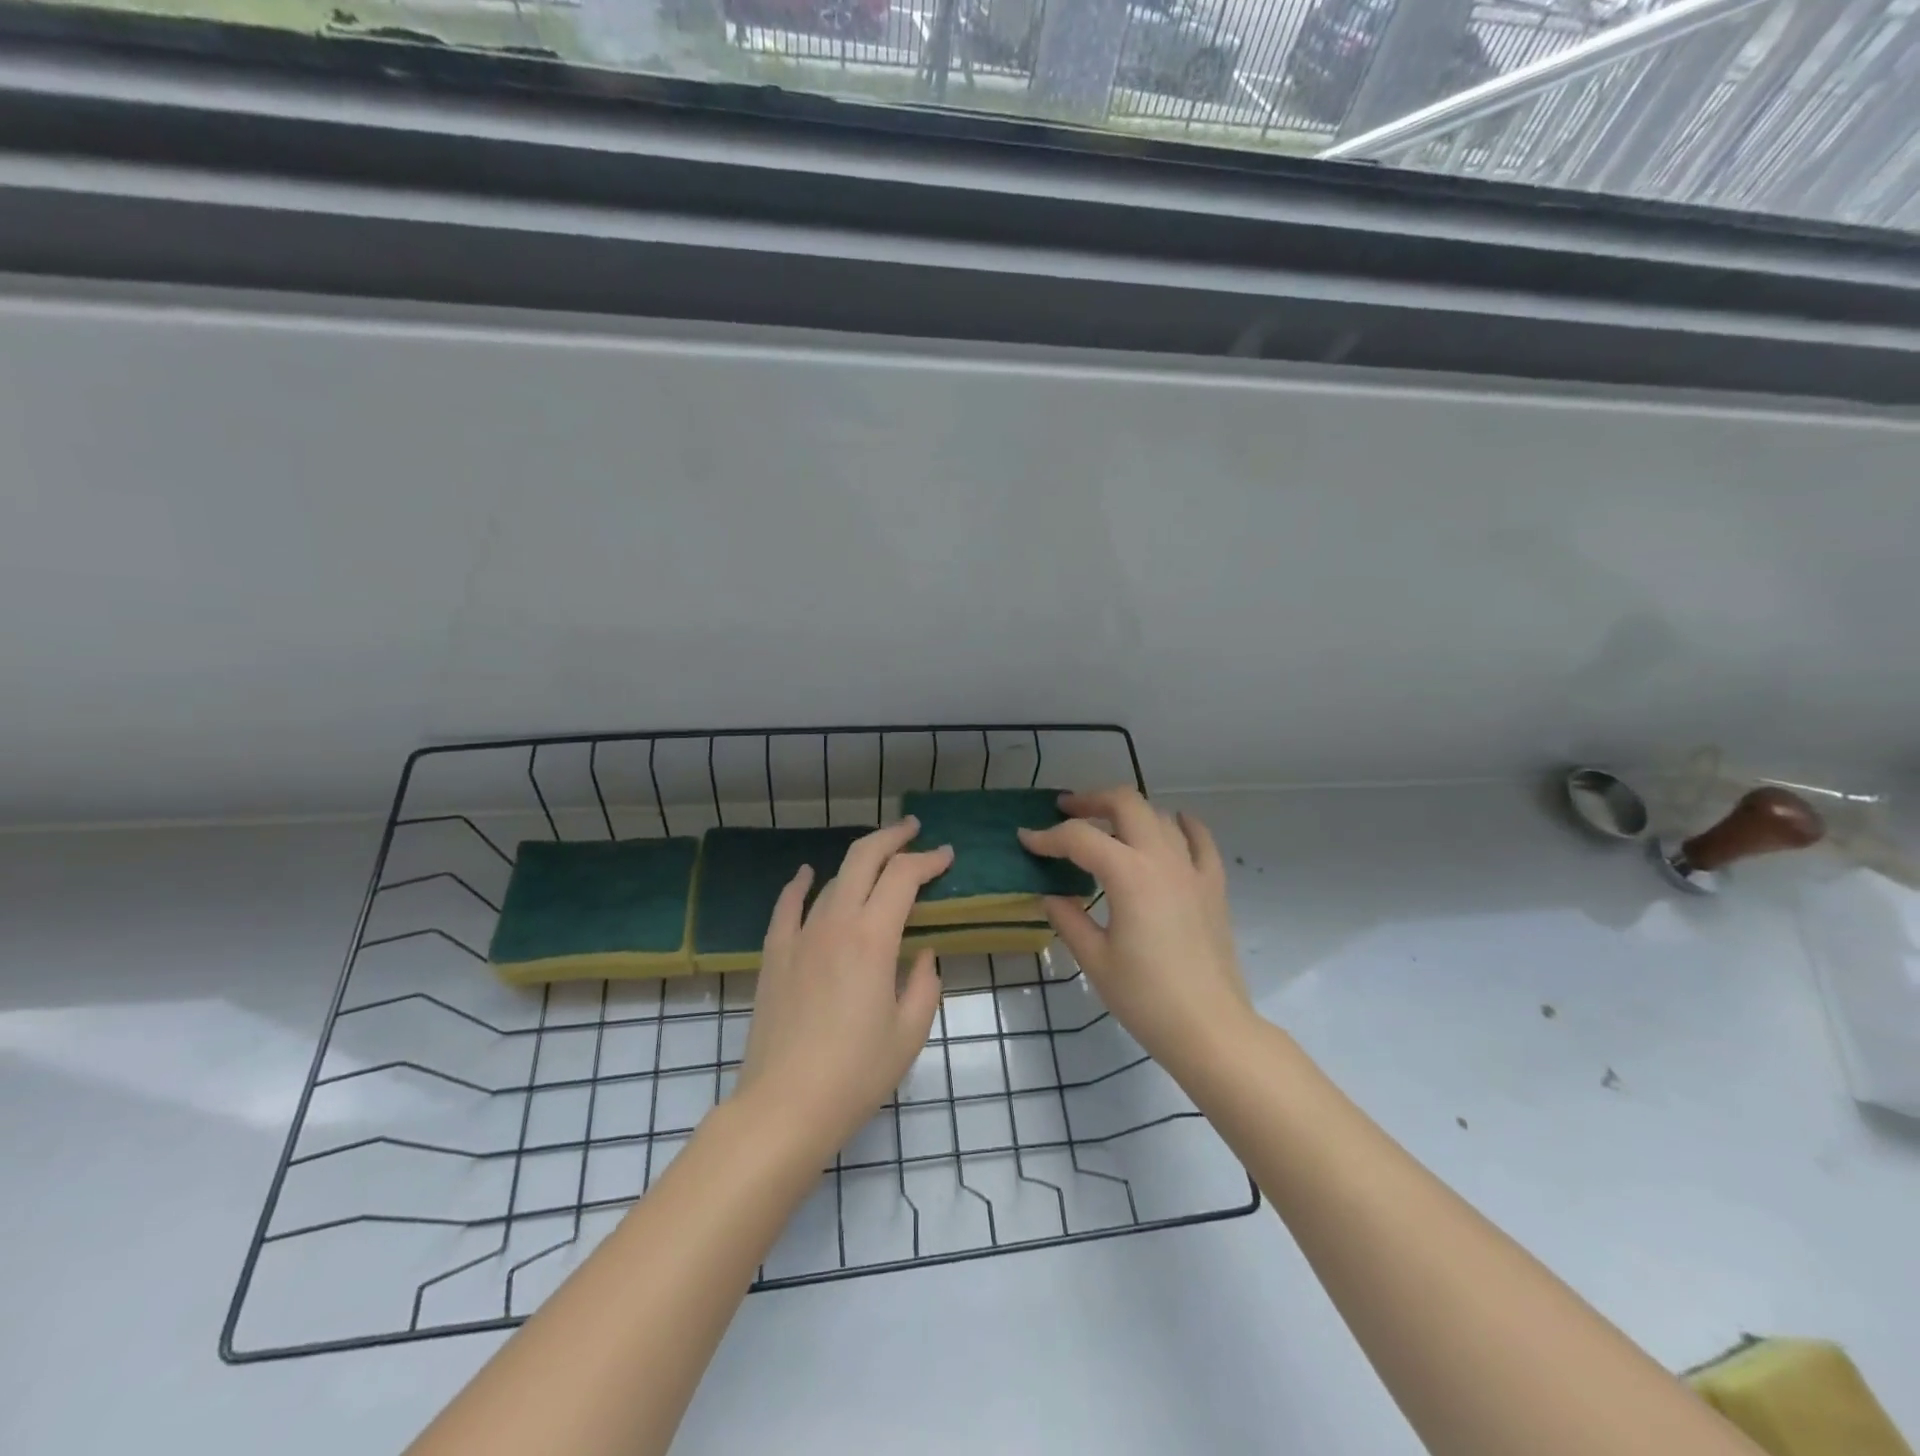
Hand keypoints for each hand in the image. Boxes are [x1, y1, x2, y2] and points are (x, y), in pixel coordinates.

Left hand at [733, 818, 951, 1162]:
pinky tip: (806, 874)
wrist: (784, 1106)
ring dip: (858, 863)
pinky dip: (799, 884)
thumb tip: (922, 954)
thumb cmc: (856, 1073)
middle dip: (893, 838)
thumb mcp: (909, 1032)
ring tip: (878, 861)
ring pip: (832, 880)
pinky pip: (787, 905)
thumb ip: (924, 983)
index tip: (947, 856)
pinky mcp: (775, 954)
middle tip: (914, 830)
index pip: (904, 877)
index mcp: (872, 938)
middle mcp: (834, 923)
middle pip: (864, 859)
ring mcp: (799, 935)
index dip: (929, 860)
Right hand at [1020, 788, 1252, 1080]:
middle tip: (1066, 811)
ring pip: (1158, 815)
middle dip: (1090, 800)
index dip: (1047, 836)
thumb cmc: (1145, 998)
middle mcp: (1161, 858)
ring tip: (1106, 824)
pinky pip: (1200, 839)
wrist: (1209, 1028)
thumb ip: (1068, 919)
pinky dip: (1181, 824)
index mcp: (1128, 874)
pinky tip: (1169, 826)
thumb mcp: (1095, 959)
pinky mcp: (1212, 885)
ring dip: (1128, 811)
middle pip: (1125, 803)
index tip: (1025, 840)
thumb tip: (1051, 895)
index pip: (1079, 838)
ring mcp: (1192, 868)